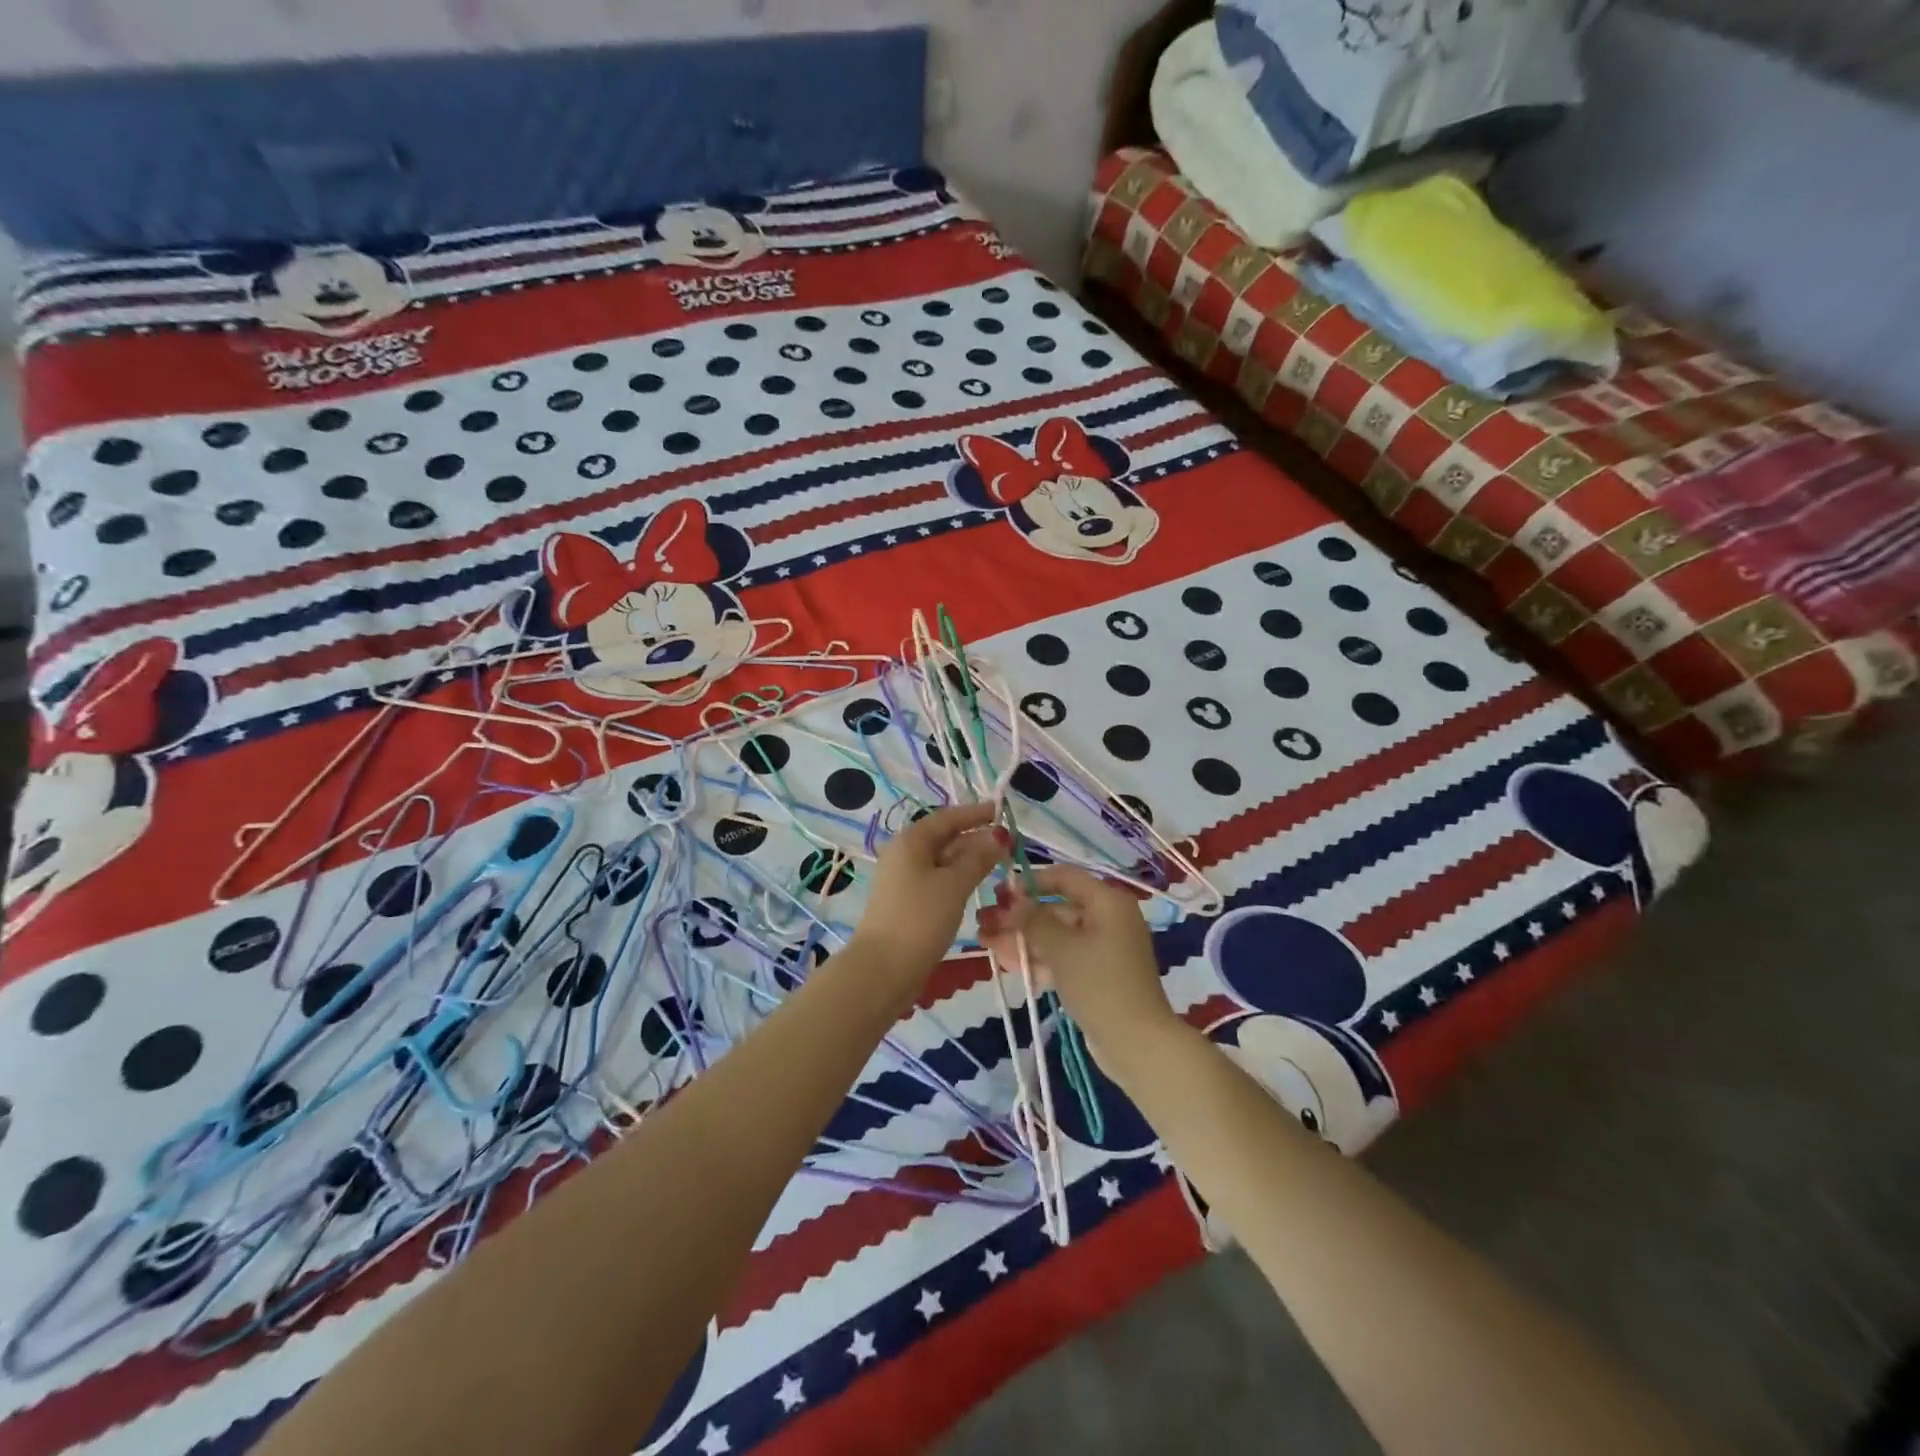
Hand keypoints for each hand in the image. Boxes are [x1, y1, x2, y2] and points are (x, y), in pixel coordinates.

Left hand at [850, 803, 1005, 982]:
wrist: (883, 969)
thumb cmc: (920, 919)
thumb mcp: (954, 885)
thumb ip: (978, 858)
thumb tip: (998, 835)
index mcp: (911, 841)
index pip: (947, 818)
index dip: (975, 813)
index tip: (1001, 811)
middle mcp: (904, 854)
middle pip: (944, 838)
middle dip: (975, 838)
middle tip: (1008, 843)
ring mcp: (903, 879)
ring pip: (941, 861)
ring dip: (969, 859)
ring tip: (999, 863)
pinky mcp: (907, 902)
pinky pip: (937, 880)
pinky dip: (958, 878)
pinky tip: (976, 886)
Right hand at [976, 865, 1177, 1063]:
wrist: (1136, 1043)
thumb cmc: (1099, 984)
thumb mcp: (1061, 948)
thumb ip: (1032, 920)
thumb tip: (1011, 899)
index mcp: (1107, 902)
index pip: (1064, 877)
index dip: (1030, 882)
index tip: (999, 893)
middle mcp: (1107, 918)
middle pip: (1056, 908)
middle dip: (1019, 918)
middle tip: (984, 923)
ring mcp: (1103, 948)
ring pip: (1056, 936)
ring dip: (1022, 940)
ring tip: (986, 945)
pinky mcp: (1097, 974)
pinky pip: (1063, 957)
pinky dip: (1039, 959)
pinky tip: (1008, 965)